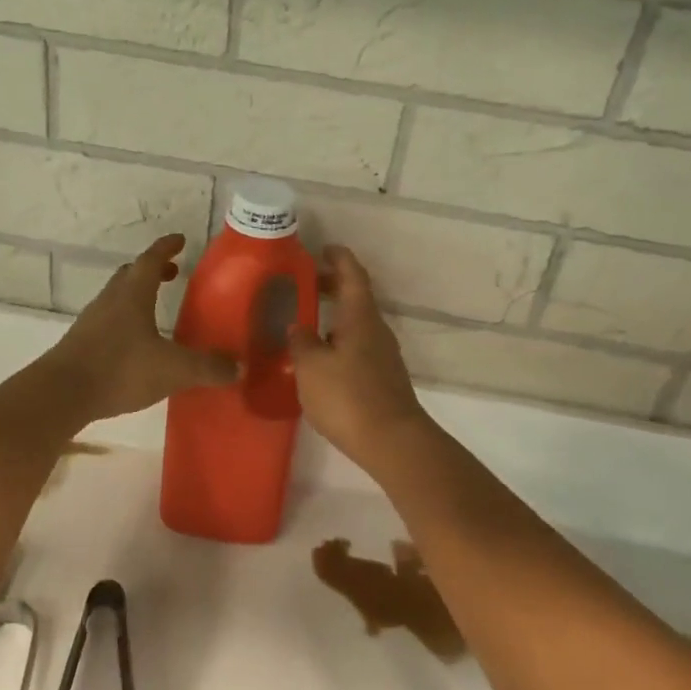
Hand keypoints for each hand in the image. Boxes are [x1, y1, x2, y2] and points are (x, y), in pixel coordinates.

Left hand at [41, 235, 235, 423]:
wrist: (62, 394)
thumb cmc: (120, 369)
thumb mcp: (173, 370)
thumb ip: (207, 367)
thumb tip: (239, 368)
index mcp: (132, 295)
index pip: (151, 260)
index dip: (166, 248)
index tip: (180, 240)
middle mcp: (110, 301)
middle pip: (130, 275)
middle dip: (152, 271)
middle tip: (172, 273)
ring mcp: (91, 322)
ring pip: (116, 298)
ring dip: (136, 296)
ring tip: (155, 308)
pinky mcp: (81, 344)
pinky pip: (107, 322)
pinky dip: (125, 321)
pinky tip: (135, 343)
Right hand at [288, 246, 432, 466]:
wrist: (391, 441)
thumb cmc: (348, 396)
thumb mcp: (311, 367)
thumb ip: (301, 342)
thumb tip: (298, 327)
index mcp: (360, 317)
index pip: (352, 275)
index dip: (339, 258)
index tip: (324, 248)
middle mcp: (376, 330)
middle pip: (356, 298)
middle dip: (333, 286)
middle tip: (306, 284)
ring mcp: (383, 355)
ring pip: (357, 324)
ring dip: (335, 316)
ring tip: (307, 323)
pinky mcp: (383, 378)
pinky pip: (358, 346)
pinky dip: (340, 340)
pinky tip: (322, 358)